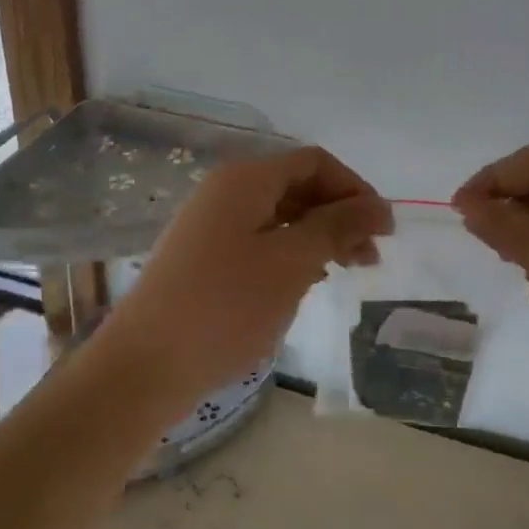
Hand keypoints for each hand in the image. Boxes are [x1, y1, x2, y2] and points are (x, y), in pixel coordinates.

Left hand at [99, 147, 390, 420]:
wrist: (144, 365)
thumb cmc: (225, 306)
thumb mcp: (292, 262)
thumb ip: (338, 227)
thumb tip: (379, 206)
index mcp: (245, 179)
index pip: (313, 162)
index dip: (354, 189)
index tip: (383, 230)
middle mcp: (225, 191)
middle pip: (297, 186)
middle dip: (339, 215)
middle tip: (370, 258)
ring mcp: (210, 225)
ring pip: (280, 216)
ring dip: (318, 236)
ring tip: (345, 271)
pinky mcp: (203, 257)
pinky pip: (259, 240)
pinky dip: (291, 253)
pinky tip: (306, 280)